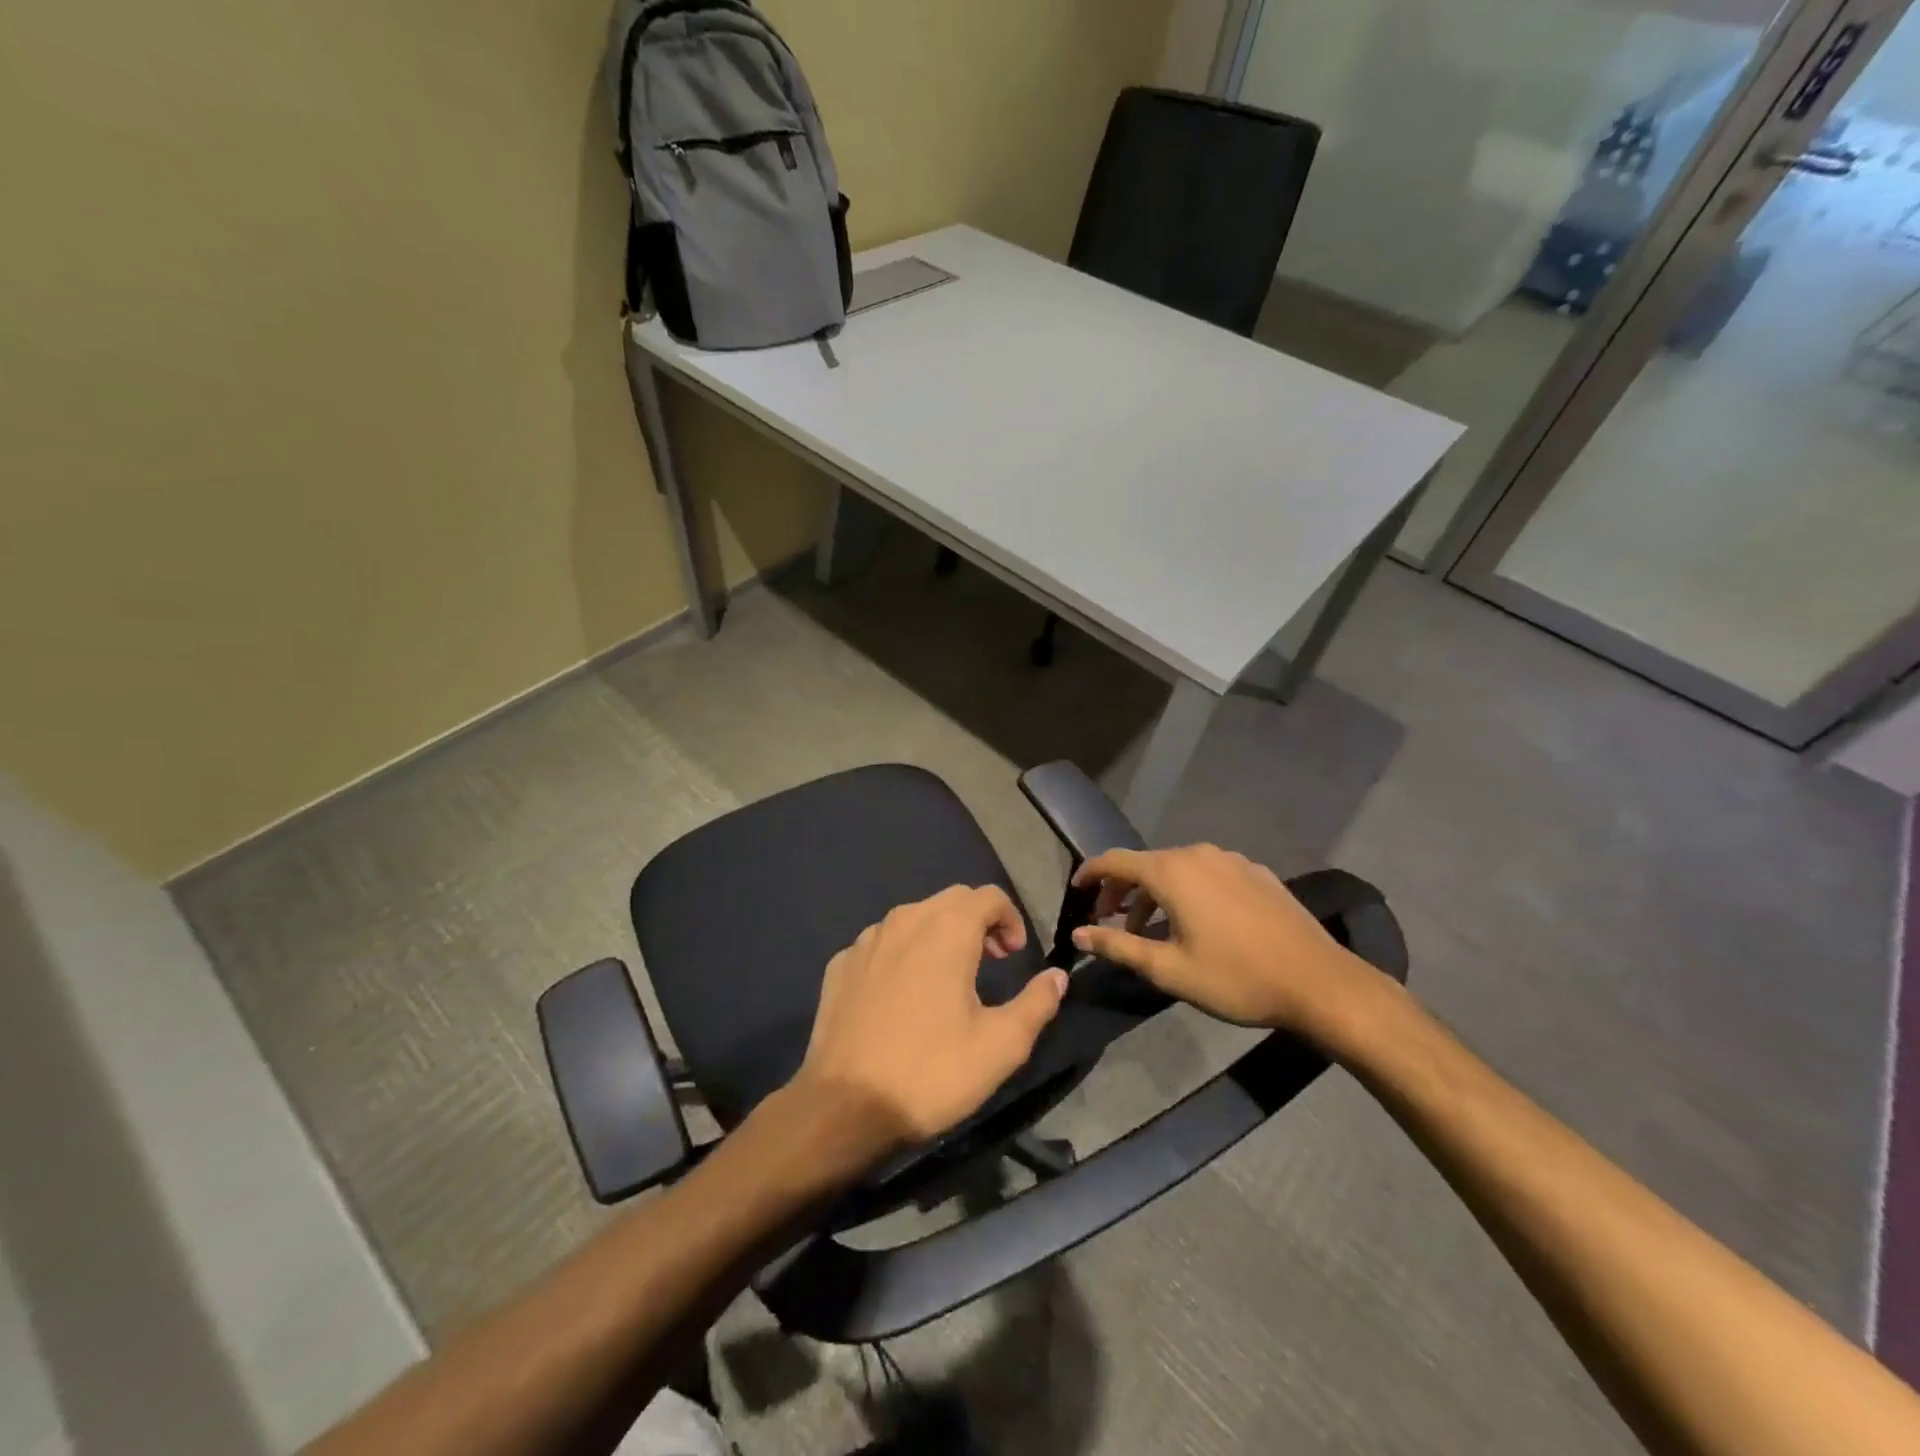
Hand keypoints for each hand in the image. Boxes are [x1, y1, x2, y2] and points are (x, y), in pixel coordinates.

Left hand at [792, 885, 1068, 1153]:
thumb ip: (1037, 1003)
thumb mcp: (1002, 1045)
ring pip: (914, 918)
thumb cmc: (932, 1071)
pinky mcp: (841, 963)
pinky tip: (903, 995)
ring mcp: (866, 940)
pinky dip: (903, 954)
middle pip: (952, 900)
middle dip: (979, 921)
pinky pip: (882, 943)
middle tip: (992, 961)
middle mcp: (905, 919)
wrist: (845, 1106)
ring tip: (949, 977)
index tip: (1015, 956)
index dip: (1011, 919)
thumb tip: (1057, 976)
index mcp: (947, 929)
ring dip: (939, 934)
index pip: (989, 896)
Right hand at [1069, 845, 1387, 1039]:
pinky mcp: (1256, 873)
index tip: (1075, 890)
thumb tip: (1078, 936)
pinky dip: (1188, 892)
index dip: (1090, 874)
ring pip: (1178, 869)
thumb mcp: (1168, 970)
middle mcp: (1198, 854)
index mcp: (1171, 872)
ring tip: (1151, 931)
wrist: (1319, 982)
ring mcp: (1231, 860)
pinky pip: (1207, 874)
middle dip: (1122, 891)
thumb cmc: (1236, 978)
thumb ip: (1118, 947)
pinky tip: (1197, 924)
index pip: (1115, 861)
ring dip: (1155, 895)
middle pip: (1146, 864)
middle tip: (1110, 922)